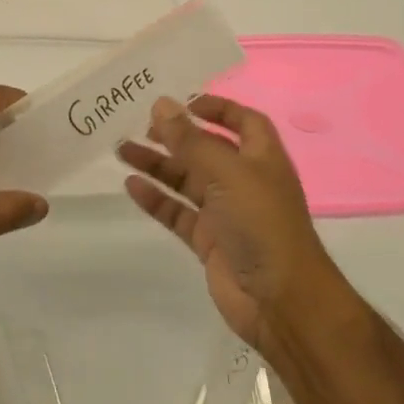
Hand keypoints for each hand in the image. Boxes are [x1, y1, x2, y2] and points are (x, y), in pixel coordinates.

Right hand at [119, 95, 343, 354]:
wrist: (281, 301)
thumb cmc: (262, 223)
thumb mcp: (226, 172)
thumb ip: (190, 139)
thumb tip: (161, 104)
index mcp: (261, 158)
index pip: (243, 121)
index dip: (217, 107)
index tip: (182, 101)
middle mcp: (244, 181)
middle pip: (206, 149)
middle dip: (176, 135)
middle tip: (141, 124)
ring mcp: (226, 212)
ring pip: (186, 180)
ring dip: (157, 164)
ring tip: (121, 149)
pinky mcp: (209, 241)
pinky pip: (177, 212)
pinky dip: (156, 199)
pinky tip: (131, 185)